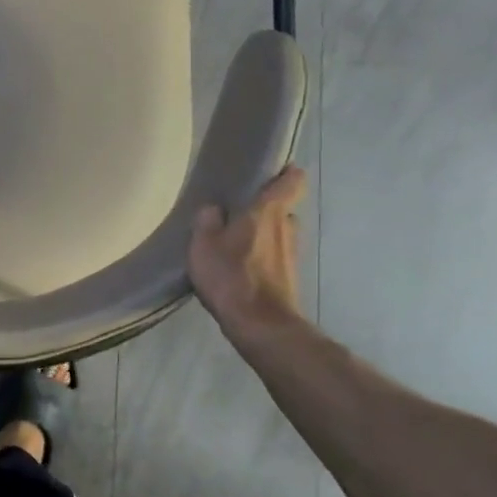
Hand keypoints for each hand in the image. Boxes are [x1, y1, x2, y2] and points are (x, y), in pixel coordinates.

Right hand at [189, 166, 307, 345]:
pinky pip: (275, 256)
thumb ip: (208, 220)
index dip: (286, 173)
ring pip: (278, 234)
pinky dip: (262, 257)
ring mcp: (292, 254)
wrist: (260, 325)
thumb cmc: (231, 276)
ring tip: (235, 242)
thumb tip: (214, 209)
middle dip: (264, 209)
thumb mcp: (203, 244)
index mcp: (269, 212)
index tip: (271, 171)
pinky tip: (240, 267)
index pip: (293, 181)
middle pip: (283, 209)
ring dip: (263, 235)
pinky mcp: (289, 278)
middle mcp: (288, 228)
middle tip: (238, 212)